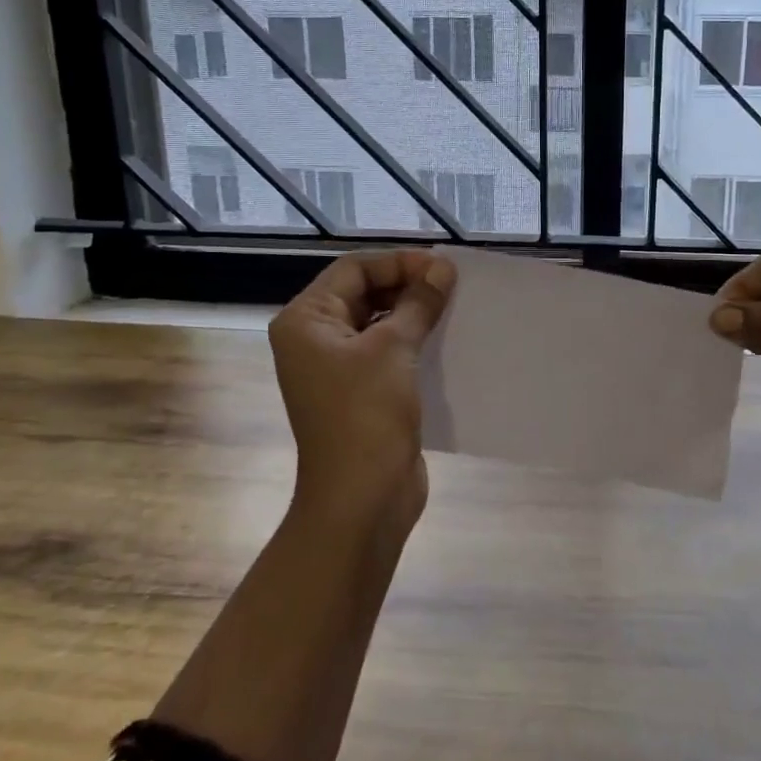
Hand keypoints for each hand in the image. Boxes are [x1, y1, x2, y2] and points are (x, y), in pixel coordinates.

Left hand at [268, 250, 455, 535]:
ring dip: (414, 312)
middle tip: (452, 284)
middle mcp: (314, 339)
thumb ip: (418, 302)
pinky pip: (387, 352)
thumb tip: (442, 267)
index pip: (354, 269)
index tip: (442, 266)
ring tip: (453, 305)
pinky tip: (446, 338)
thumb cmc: (367, 413)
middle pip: (363, 293)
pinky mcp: (360, 392)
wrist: (362, 498)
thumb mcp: (394, 348)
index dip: (399, 262)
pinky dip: (414, 340)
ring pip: (378, 323)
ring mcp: (336, 368)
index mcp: (306, 320)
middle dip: (407, 284)